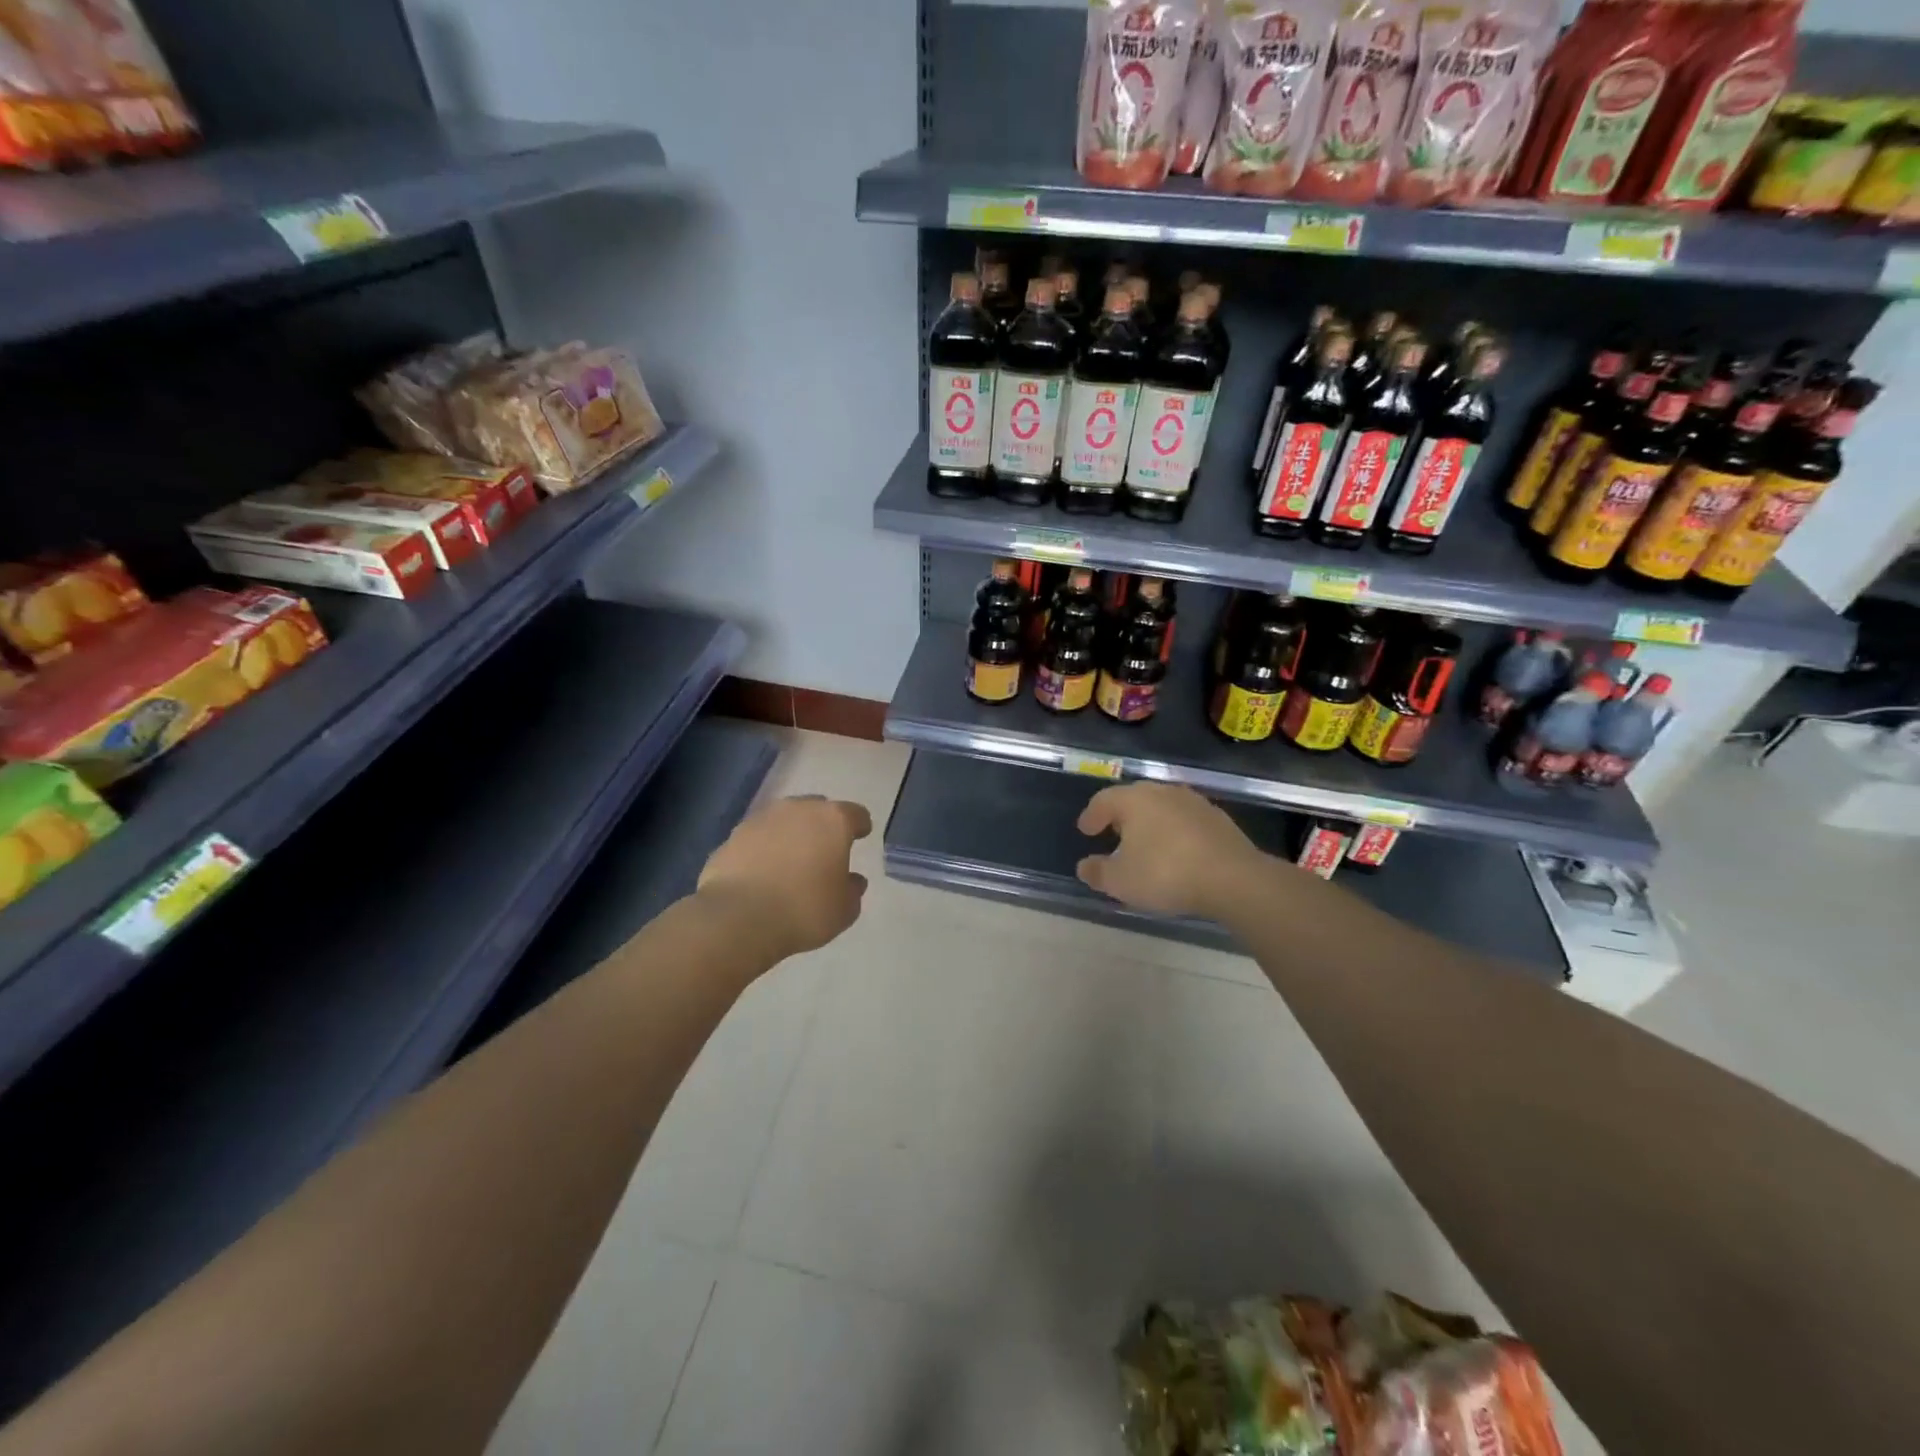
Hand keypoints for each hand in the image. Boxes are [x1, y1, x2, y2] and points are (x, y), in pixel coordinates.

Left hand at [698, 796, 872, 960]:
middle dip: (822, 827)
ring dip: (790, 835)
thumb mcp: (844, 910)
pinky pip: (757, 838)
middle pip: (817, 809)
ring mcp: (761, 819)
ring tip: (790, 863)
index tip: (860, 838)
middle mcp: (797, 809)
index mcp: (833, 821)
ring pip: (784, 820)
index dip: (860, 826)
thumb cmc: (803, 910)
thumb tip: (851, 880)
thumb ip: (852, 890)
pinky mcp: (732, 836)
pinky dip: (763, 850)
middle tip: (824, 852)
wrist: (737, 919)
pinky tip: (762, 874)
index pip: (856, 814)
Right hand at [1075, 782, 1270, 919]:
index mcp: (1134, 799)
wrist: (1232, 878)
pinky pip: (1185, 821)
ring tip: (1145, 843)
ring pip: (1162, 807)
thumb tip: (1084, 866)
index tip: (1085, 830)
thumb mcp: (1120, 881)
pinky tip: (1176, 851)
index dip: (1091, 816)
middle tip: (1113, 833)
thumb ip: (1097, 872)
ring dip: (1150, 822)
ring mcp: (1194, 802)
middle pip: (1134, 798)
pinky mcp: (1218, 818)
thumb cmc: (1165, 873)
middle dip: (1121, 815)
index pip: (1104, 800)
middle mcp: (1162, 792)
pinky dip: (1174, 832)